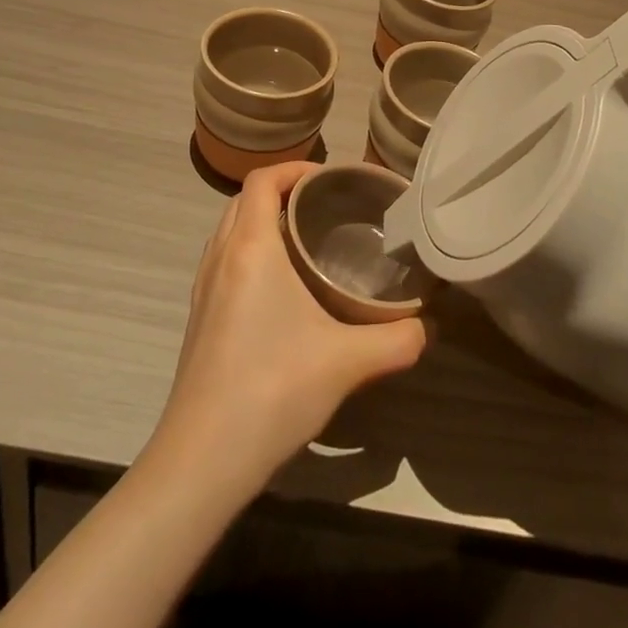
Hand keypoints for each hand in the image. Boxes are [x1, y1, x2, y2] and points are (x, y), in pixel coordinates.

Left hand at [150, 161, 425, 495]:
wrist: (202, 459)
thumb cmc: (273, 389)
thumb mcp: (348, 361)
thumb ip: (397, 339)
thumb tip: (429, 327)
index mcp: (250, 247)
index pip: (263, 179)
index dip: (295, 168)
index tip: (330, 179)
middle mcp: (220, 257)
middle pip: (244, 201)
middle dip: (282, 193)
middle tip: (325, 209)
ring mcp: (204, 289)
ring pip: (230, 232)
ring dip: (262, 223)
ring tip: (306, 243)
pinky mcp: (199, 319)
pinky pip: (225, 262)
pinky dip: (251, 254)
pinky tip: (282, 293)